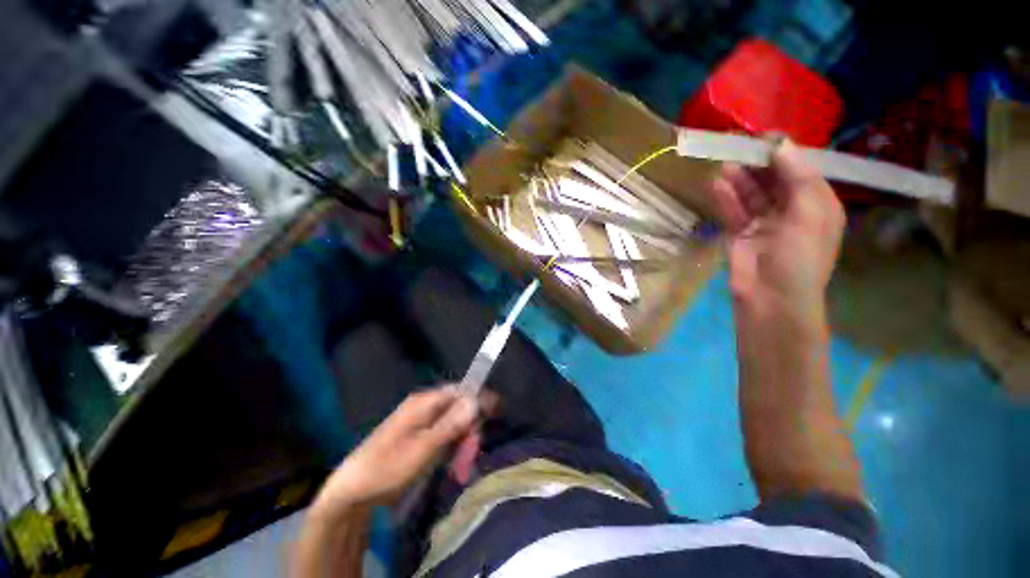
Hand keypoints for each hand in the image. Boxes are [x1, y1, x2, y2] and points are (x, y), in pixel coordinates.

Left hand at [313, 386, 478, 514]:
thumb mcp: (423, 449)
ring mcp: (422, 420)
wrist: (352, 490)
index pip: (461, 390)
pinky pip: (444, 435)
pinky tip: (451, 467)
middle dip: (469, 433)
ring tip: (460, 472)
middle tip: (469, 462)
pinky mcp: (420, 434)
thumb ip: (451, 424)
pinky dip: (452, 450)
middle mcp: (425, 406)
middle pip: (459, 409)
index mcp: (424, 402)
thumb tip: (476, 400)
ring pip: (454, 425)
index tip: (496, 413)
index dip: (480, 400)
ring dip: (461, 445)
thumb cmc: (387, 468)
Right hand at [709, 138, 845, 324]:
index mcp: (816, 204)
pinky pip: (733, 211)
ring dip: (739, 179)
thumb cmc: (800, 257)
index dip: (783, 153)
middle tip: (737, 146)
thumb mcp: (810, 214)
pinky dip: (726, 198)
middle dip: (757, 164)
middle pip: (772, 180)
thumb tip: (781, 145)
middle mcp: (790, 210)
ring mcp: (762, 223)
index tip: (763, 137)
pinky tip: (717, 184)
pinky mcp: (739, 234)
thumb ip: (796, 178)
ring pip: (750, 194)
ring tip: (724, 163)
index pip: (800, 170)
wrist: (771, 299)